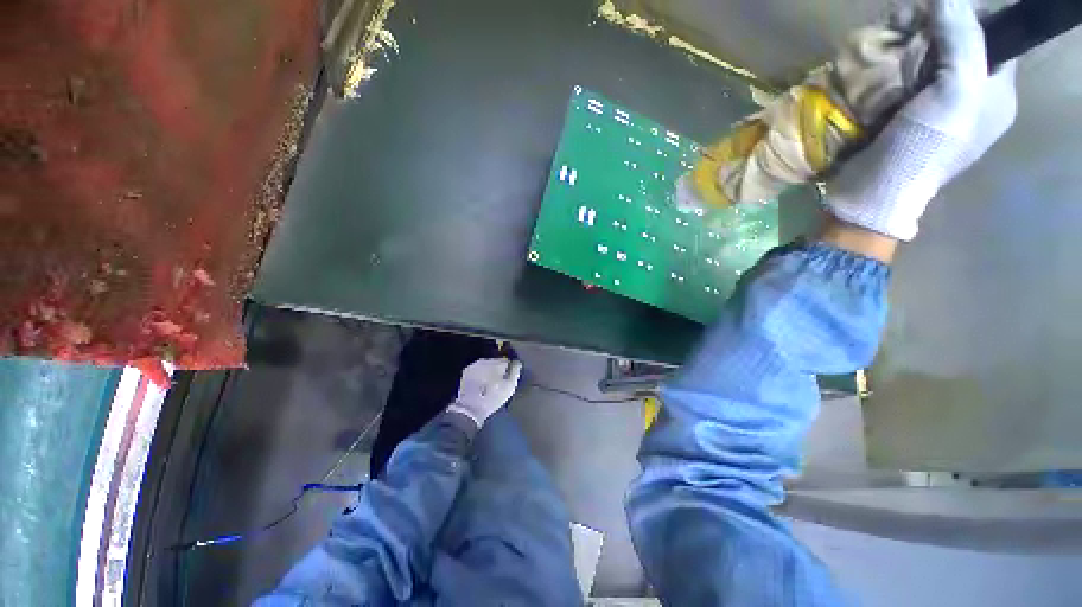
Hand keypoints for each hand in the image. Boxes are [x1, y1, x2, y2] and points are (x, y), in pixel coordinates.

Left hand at [446, 358, 522, 427]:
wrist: (470, 408)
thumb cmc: (493, 397)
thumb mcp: (510, 386)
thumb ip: (515, 371)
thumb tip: (516, 362)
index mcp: (497, 362)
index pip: (507, 360)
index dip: (509, 369)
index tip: (508, 378)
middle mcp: (486, 360)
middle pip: (496, 361)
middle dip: (498, 369)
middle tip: (499, 382)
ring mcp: (475, 365)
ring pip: (486, 364)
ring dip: (489, 371)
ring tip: (489, 384)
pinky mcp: (467, 371)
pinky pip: (477, 369)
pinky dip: (480, 374)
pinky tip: (481, 384)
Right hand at [827, 0, 1017, 240]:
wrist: (873, 193)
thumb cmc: (924, 148)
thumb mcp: (956, 92)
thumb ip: (963, 40)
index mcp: (995, 95)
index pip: (996, 39)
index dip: (969, 18)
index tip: (937, 13)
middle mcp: (969, 97)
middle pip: (957, 45)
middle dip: (931, 30)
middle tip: (904, 26)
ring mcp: (933, 107)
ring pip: (926, 60)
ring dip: (905, 47)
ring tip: (885, 45)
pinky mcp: (901, 116)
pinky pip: (901, 79)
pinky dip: (889, 67)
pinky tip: (875, 65)